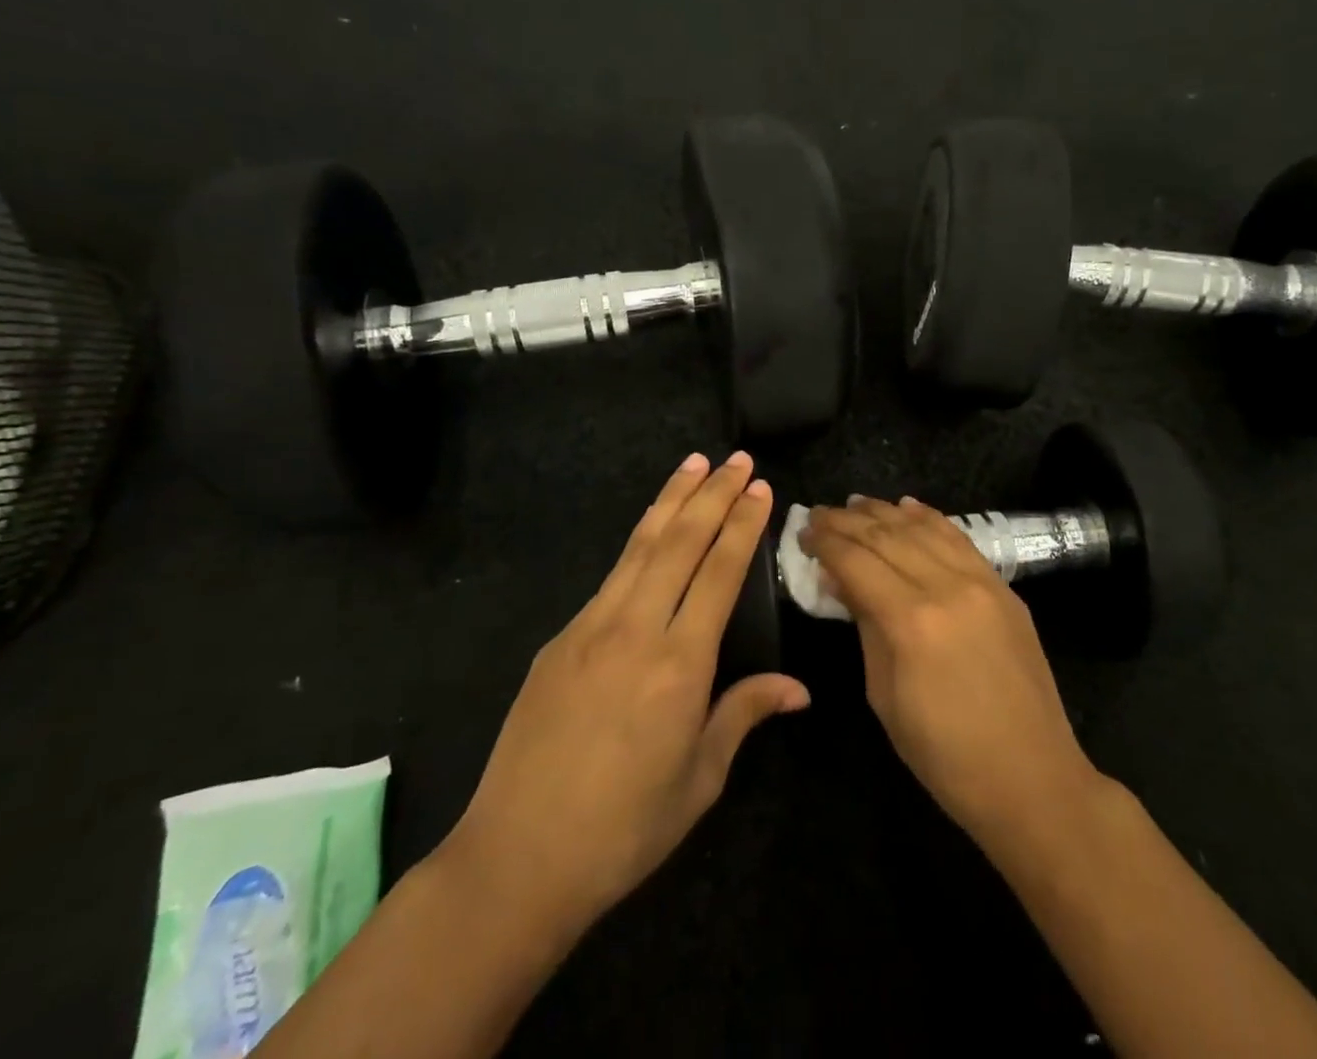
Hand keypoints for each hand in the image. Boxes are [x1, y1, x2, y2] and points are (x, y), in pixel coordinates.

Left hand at [441, 452, 808, 946]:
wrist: (518, 858)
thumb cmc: (625, 828)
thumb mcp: (700, 779)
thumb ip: (744, 714)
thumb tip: (798, 688)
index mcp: (679, 664)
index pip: (719, 572)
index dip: (742, 525)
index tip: (759, 488)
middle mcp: (635, 629)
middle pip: (680, 542)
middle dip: (712, 494)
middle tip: (735, 459)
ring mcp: (590, 628)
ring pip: (639, 546)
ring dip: (671, 500)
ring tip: (694, 464)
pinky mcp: (560, 638)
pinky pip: (611, 577)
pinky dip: (638, 542)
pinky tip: (652, 531)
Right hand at [800, 496, 1099, 855]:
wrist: (1031, 778)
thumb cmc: (944, 753)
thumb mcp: (884, 695)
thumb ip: (863, 625)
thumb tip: (837, 578)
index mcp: (910, 621)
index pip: (856, 560)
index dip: (825, 542)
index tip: (802, 532)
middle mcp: (946, 587)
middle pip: (886, 536)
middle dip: (846, 521)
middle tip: (818, 514)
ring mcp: (981, 582)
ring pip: (923, 529)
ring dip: (884, 512)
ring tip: (854, 504)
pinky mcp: (1003, 588)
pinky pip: (960, 539)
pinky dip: (930, 518)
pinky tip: (908, 506)